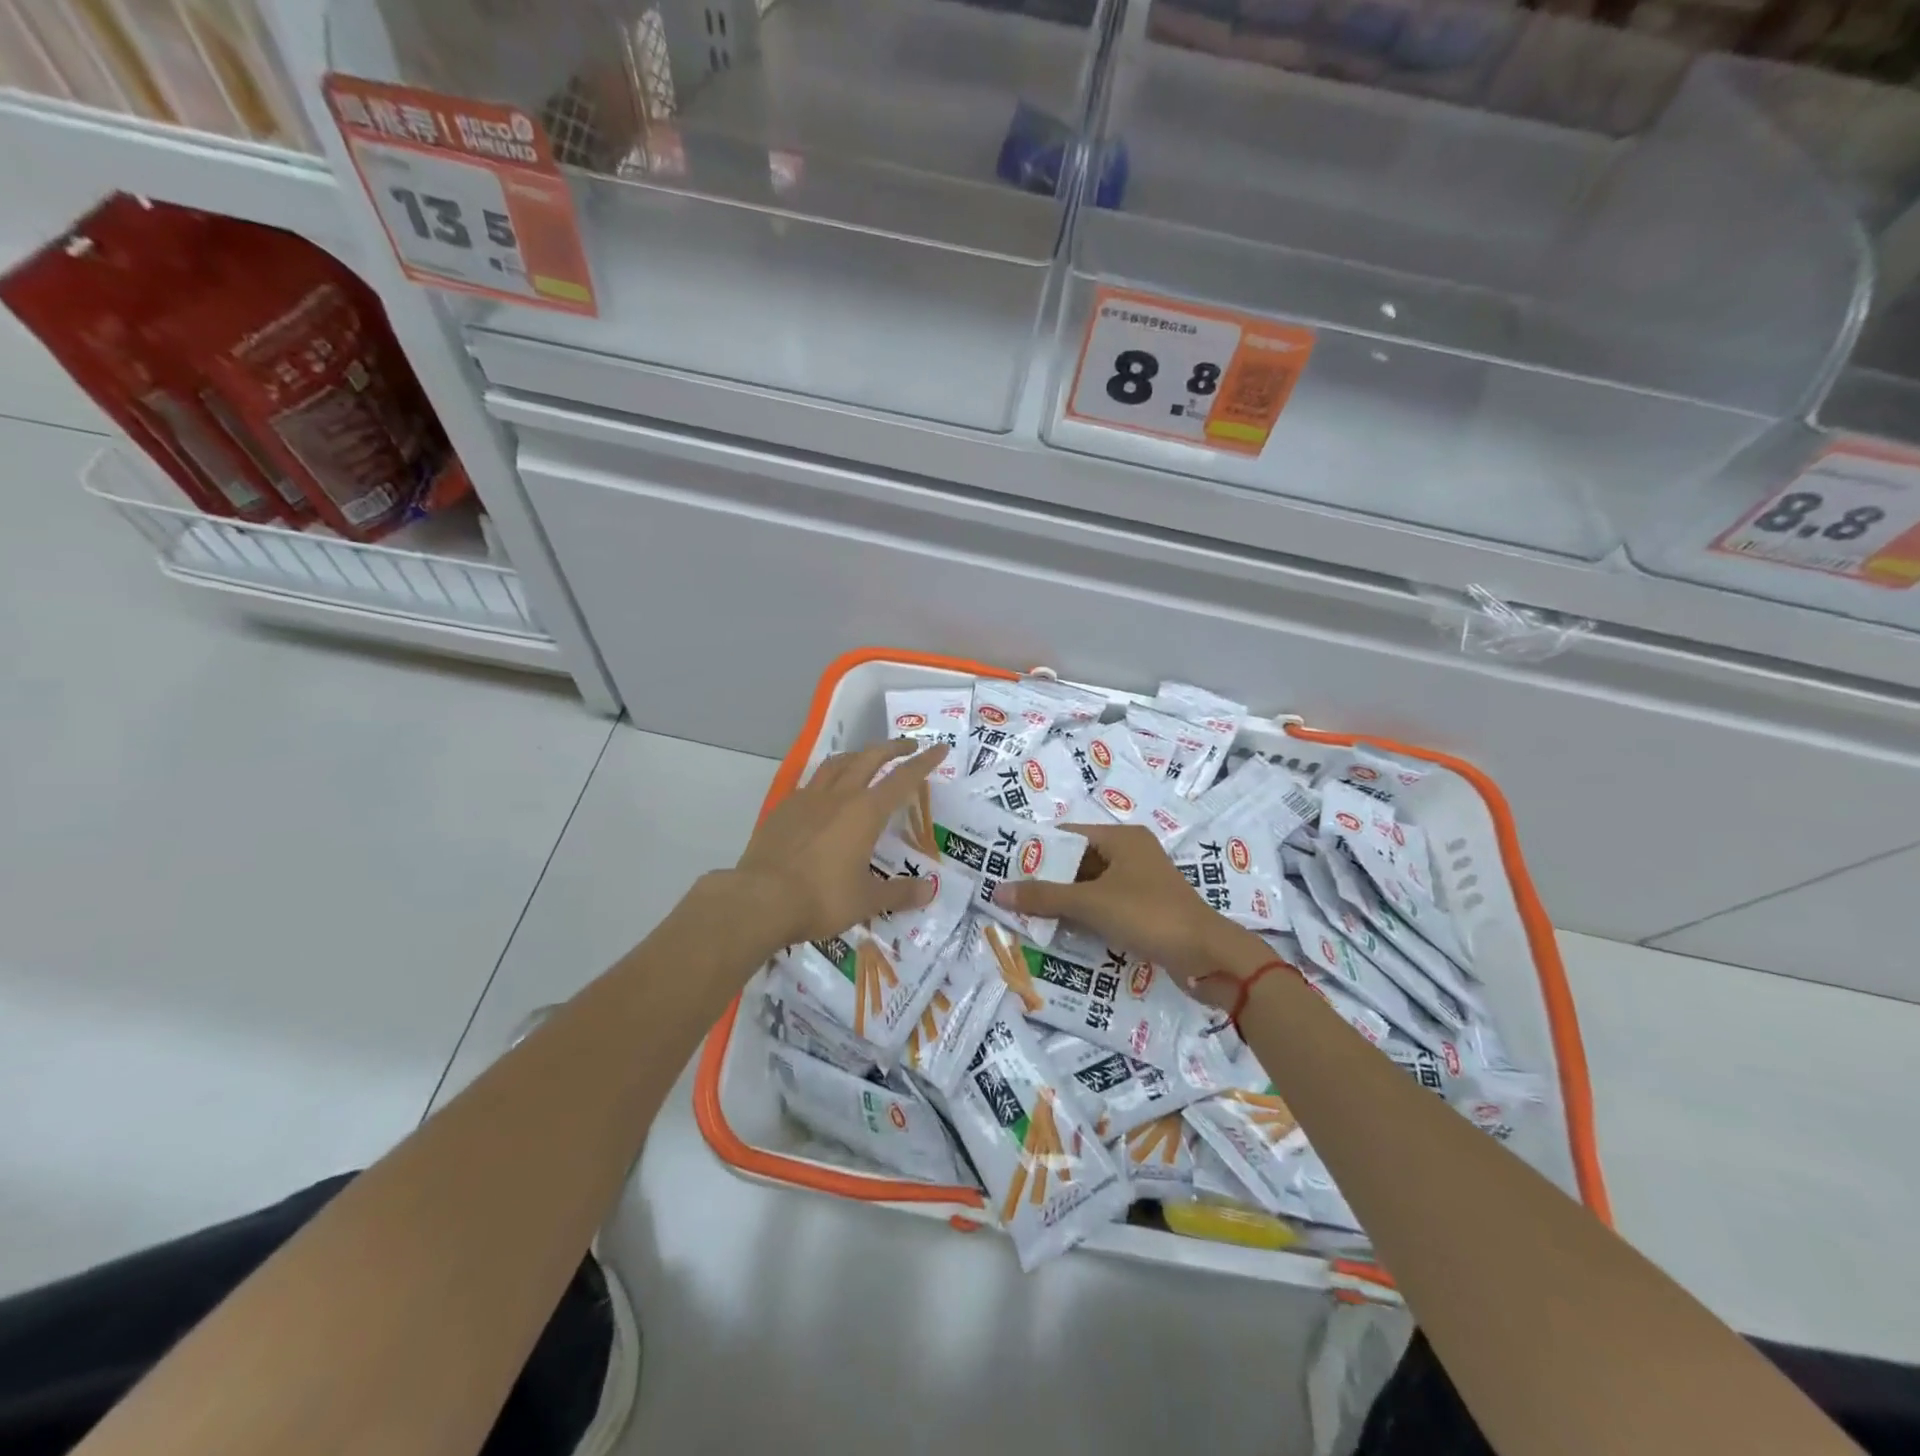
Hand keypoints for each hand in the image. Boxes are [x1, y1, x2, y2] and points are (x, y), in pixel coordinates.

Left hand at [734, 739, 948, 949]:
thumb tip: (930, 890)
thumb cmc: (821, 898)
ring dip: (858, 755)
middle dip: (892, 748)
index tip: (939, 749)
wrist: (760, 900)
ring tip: (867, 759)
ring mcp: (807, 799)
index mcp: (865, 812)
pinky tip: (826, 793)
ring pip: (837, 763)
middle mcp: (839, 796)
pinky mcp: (783, 809)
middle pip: (869, 758)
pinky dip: (828, 777)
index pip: (902, 779)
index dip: (923, 763)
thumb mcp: (867, 900)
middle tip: (909, 746)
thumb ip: (900, 892)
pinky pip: (811, 782)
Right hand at [992, 822, 1234, 979]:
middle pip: (1080, 861)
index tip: (1008, 866)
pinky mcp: (1147, 910)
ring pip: (1092, 886)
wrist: (1207, 956)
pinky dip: (1085, 916)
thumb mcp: (1091, 904)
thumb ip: (1044, 896)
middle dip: (1049, 879)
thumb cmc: (1148, 915)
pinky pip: (1106, 906)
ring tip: (1028, 915)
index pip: (1069, 835)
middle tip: (1013, 895)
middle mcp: (1132, 854)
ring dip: (1065, 901)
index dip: (1039, 849)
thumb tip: (998, 890)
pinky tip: (1061, 931)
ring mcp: (1141, 883)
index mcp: (1122, 838)